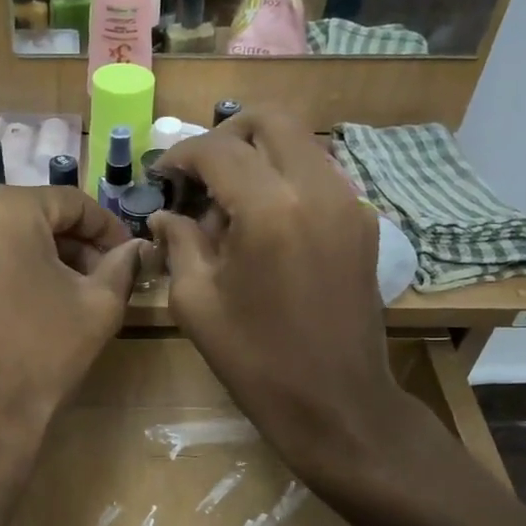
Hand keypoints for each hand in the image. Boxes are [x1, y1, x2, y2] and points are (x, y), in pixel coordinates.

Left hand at [0, 185, 140, 476]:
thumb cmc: (42, 356)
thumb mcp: (99, 307)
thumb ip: (122, 266)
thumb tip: (137, 247)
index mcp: (5, 209)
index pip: (69, 203)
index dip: (105, 228)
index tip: (125, 254)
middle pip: (27, 219)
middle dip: (65, 245)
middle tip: (94, 277)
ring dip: (27, 260)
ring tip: (52, 296)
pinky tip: (10, 312)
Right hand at [149, 112, 422, 485]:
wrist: (337, 404)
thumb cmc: (256, 361)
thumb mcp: (196, 303)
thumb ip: (179, 244)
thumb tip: (165, 215)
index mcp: (271, 209)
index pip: (219, 149)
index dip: (182, 156)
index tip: (162, 176)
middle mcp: (318, 189)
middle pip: (271, 120)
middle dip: (227, 136)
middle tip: (199, 173)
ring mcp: (350, 202)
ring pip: (301, 143)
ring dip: (259, 156)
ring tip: (229, 202)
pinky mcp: (364, 223)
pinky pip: (319, 175)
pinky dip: (286, 179)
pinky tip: (264, 223)